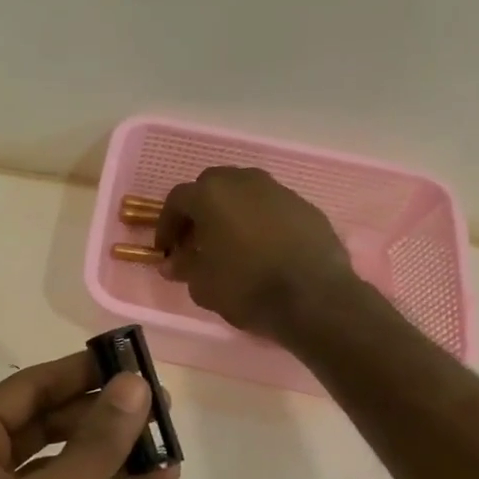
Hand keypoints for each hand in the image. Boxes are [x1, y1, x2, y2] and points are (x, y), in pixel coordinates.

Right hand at [155, 166, 359, 340]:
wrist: (312, 297)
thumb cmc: (245, 286)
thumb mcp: (201, 284)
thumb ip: (184, 267)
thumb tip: (173, 262)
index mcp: (211, 195)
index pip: (177, 200)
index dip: (167, 225)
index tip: (166, 250)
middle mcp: (244, 182)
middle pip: (212, 186)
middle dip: (199, 210)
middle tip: (196, 240)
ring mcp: (279, 191)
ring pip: (244, 192)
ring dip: (231, 212)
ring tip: (229, 243)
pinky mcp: (305, 206)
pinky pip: (271, 207)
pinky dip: (259, 221)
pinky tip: (261, 248)